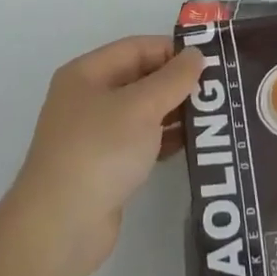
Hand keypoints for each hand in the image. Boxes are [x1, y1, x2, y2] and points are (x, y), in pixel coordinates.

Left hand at [1, 36, 206, 275]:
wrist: (60, 228)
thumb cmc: (100, 151)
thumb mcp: (141, 107)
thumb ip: (173, 78)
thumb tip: (196, 55)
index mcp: (86, 73)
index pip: (136, 48)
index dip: (172, 50)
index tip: (208, 61)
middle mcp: (87, 98)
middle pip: (139, 78)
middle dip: (176, 82)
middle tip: (216, 89)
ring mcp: (93, 134)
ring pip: (141, 112)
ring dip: (173, 111)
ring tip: (211, 116)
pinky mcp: (103, 167)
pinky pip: (139, 141)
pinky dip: (163, 139)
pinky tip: (190, 144)